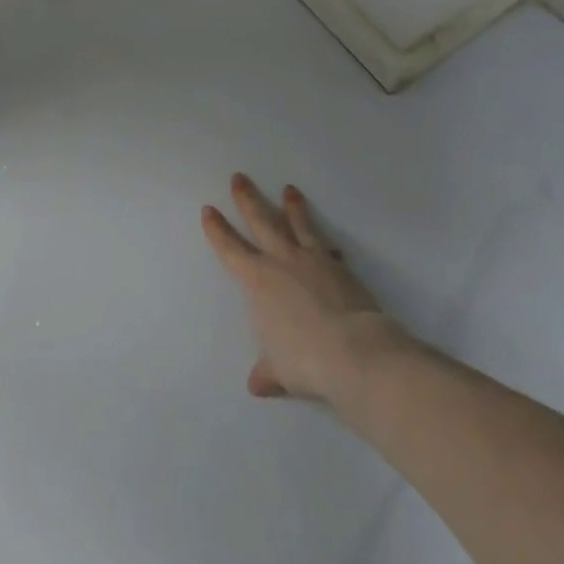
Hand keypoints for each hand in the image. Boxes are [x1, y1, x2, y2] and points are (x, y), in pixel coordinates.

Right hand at [201, 174, 408, 402]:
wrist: (354, 351)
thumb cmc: (305, 359)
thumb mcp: (280, 370)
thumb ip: (268, 371)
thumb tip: (257, 385)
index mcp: (257, 281)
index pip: (230, 248)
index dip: (217, 229)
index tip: (209, 210)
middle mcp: (281, 261)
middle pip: (261, 221)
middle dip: (248, 199)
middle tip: (240, 178)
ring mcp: (312, 259)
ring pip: (298, 224)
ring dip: (292, 207)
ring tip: (290, 190)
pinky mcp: (340, 266)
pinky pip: (327, 247)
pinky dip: (324, 243)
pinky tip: (329, 243)